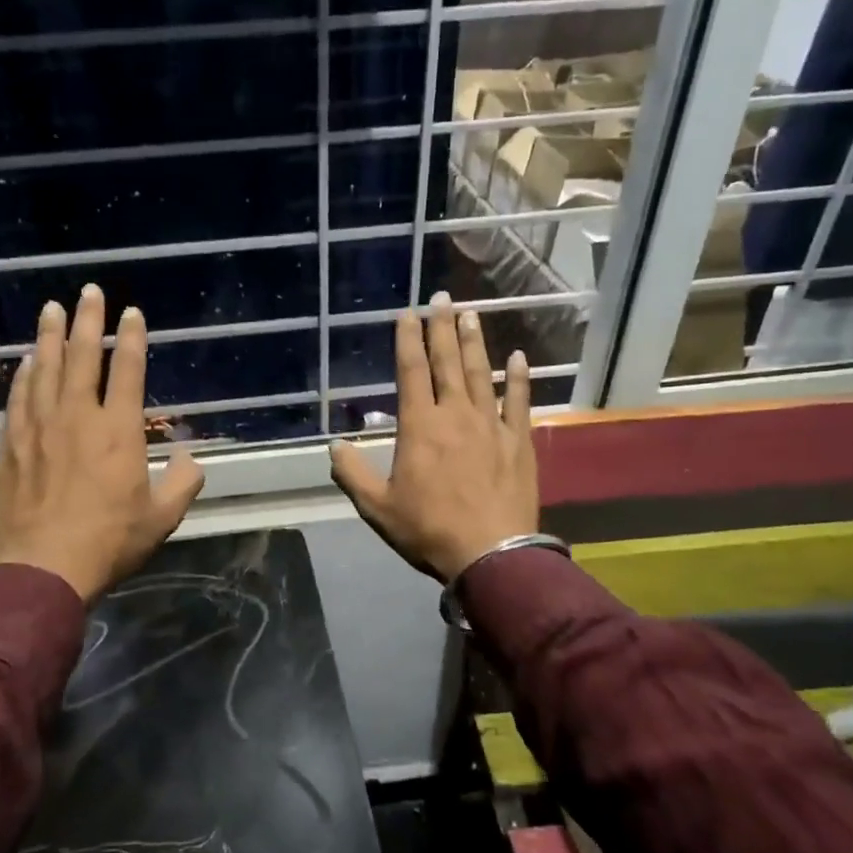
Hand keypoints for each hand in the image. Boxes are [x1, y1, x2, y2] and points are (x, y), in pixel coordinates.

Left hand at [0, 285, 204, 602]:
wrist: (43, 568)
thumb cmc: (108, 543)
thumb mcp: (161, 519)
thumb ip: (183, 483)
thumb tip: (193, 458)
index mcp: (118, 431)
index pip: (127, 371)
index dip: (132, 338)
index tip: (132, 313)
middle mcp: (77, 418)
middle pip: (82, 357)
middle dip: (88, 320)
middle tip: (89, 291)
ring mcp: (39, 428)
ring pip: (45, 370)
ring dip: (50, 336)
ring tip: (51, 308)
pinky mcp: (12, 445)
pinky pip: (19, 398)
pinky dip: (24, 374)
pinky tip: (26, 361)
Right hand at [329, 293, 537, 582]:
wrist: (491, 554)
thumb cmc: (429, 530)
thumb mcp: (378, 508)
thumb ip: (353, 474)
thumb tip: (334, 446)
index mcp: (419, 427)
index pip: (412, 372)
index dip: (408, 340)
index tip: (408, 314)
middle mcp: (455, 415)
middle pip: (447, 363)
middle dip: (442, 328)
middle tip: (442, 298)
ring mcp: (491, 426)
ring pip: (480, 374)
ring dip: (475, 342)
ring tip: (472, 313)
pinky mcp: (518, 442)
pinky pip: (519, 402)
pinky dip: (518, 379)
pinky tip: (518, 358)